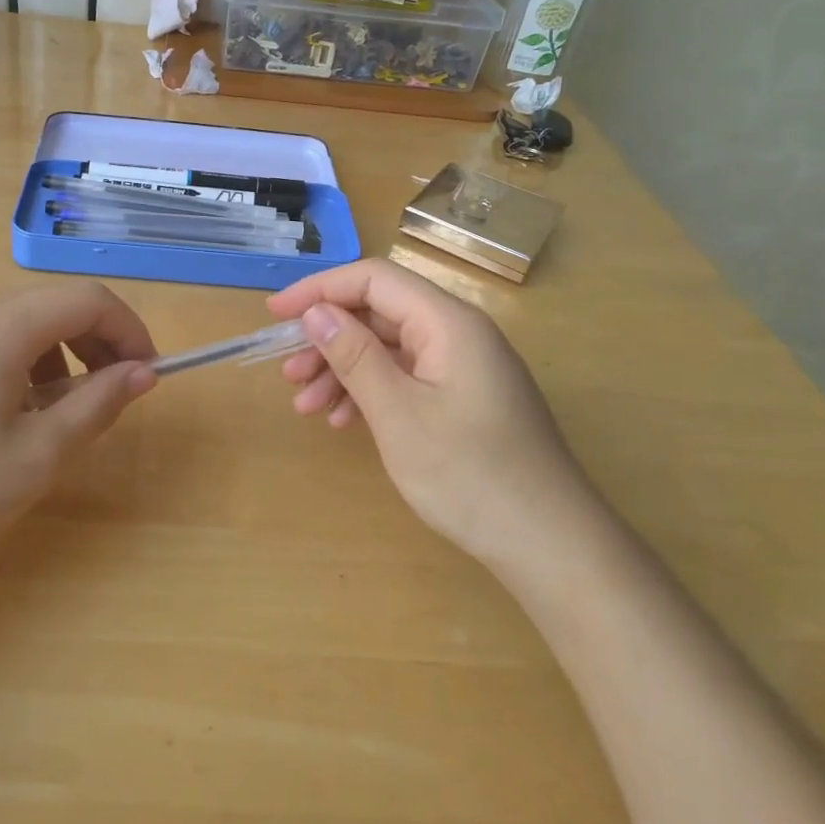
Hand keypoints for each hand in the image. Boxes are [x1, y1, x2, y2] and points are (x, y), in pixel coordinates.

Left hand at [0, 282, 157, 572]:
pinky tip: (21, 412)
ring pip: (28, 322)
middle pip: (58, 305)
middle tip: (115, 394)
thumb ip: (98, 404)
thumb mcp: (39, 453)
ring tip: (67, 410)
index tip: (147, 374)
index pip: (88, 301)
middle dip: (100, 342)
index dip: (129, 330)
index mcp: (1, 329)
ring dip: (66, 354)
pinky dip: (30, 362)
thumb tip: (143, 373)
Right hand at [267, 259, 596, 564]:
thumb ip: (355, 356)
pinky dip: (371, 393)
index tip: (275, 315)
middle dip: (328, 339)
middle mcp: (458, 334)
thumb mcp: (399, 414)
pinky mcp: (464, 398)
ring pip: (389, 348)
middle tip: (288, 373)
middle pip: (380, 313)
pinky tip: (343, 421)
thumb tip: (315, 312)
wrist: (549, 544)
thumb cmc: (469, 476)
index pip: (374, 279)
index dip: (320, 290)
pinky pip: (407, 378)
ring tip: (306, 406)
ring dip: (343, 370)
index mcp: (448, 323)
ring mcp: (464, 367)